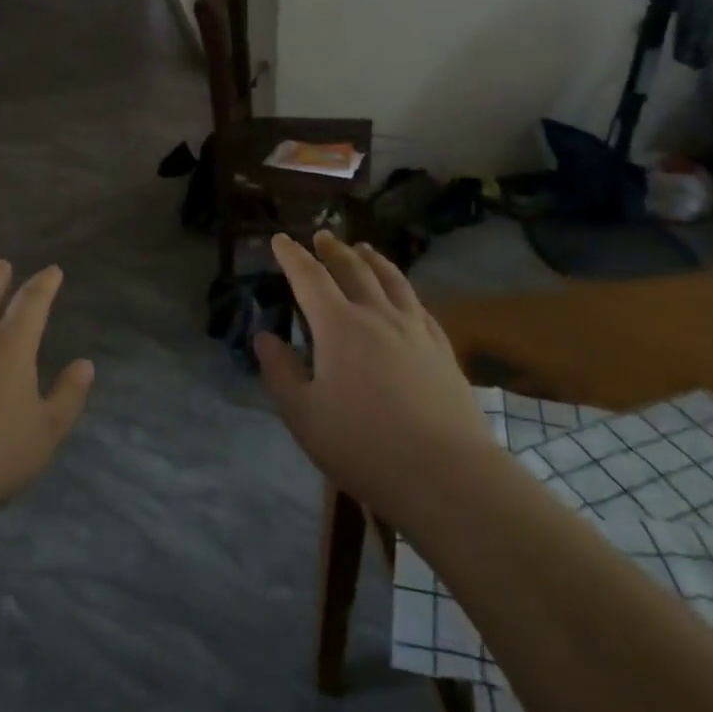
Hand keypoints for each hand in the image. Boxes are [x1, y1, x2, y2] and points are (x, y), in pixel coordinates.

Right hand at [254, 232, 495, 528]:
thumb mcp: (303, 416)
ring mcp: (415, 330)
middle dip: (332, 250)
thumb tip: (265, 337)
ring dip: (373, 260)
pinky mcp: (442, 350)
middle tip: (321, 236)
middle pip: (353, 269)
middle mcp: (377, 316)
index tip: (280, 240)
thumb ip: (280, 372)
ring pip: (391, 280)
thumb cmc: (364, 446)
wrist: (447, 475)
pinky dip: (404, 289)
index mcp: (338, 326)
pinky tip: (404, 295)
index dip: (292, 256)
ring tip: (363, 248)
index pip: (309, 277)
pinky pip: (419, 306)